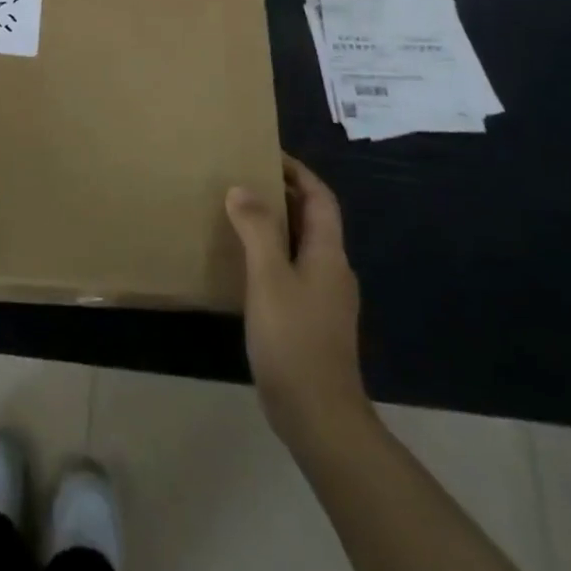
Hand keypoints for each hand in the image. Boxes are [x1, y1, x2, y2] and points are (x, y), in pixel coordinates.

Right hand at [227, 156, 373, 456]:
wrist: (319, 416)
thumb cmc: (294, 340)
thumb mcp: (269, 278)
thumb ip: (257, 230)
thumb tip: (241, 188)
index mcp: (329, 254)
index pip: (320, 197)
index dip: (298, 172)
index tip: (266, 154)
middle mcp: (332, 270)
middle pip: (312, 218)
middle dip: (282, 194)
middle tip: (242, 178)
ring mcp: (324, 298)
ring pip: (301, 245)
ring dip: (275, 224)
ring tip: (237, 213)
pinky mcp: (311, 320)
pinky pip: (292, 270)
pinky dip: (271, 253)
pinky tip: (243, 263)